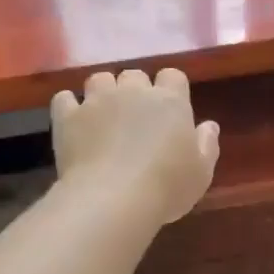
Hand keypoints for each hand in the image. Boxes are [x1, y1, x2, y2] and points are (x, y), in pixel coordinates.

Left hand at [51, 69, 219, 224]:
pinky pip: (64, 98)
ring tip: (103, 115)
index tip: (169, 108)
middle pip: (134, 74)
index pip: (173, 75)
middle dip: (134, 89)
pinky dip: (69, 106)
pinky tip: (73, 121)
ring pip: (99, 79)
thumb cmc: (167, 186)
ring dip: (102, 91)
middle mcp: (133, 91)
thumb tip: (209, 125)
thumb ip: (207, 144)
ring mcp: (97, 100)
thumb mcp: (201, 172)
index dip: (170, 88)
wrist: (113, 198)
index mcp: (170, 101)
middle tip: (135, 116)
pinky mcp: (68, 116)